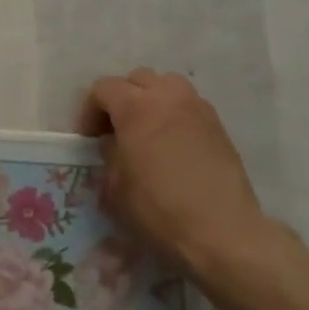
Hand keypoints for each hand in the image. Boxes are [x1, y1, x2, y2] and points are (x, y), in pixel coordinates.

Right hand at [76, 69, 268, 278]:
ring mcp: (197, 108)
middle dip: (120, 99)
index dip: (89, 111)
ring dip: (150, 100)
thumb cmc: (158, 210)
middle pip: (137, 79)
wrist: (220, 230)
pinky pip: (188, 104)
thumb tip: (115, 146)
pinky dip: (173, 113)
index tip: (89, 139)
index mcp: (136, 108)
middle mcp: (168, 97)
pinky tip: (171, 144)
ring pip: (167, 85)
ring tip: (145, 130)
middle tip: (115, 130)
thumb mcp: (115, 188)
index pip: (103, 88)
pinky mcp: (217, 125)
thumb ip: (109, 156)